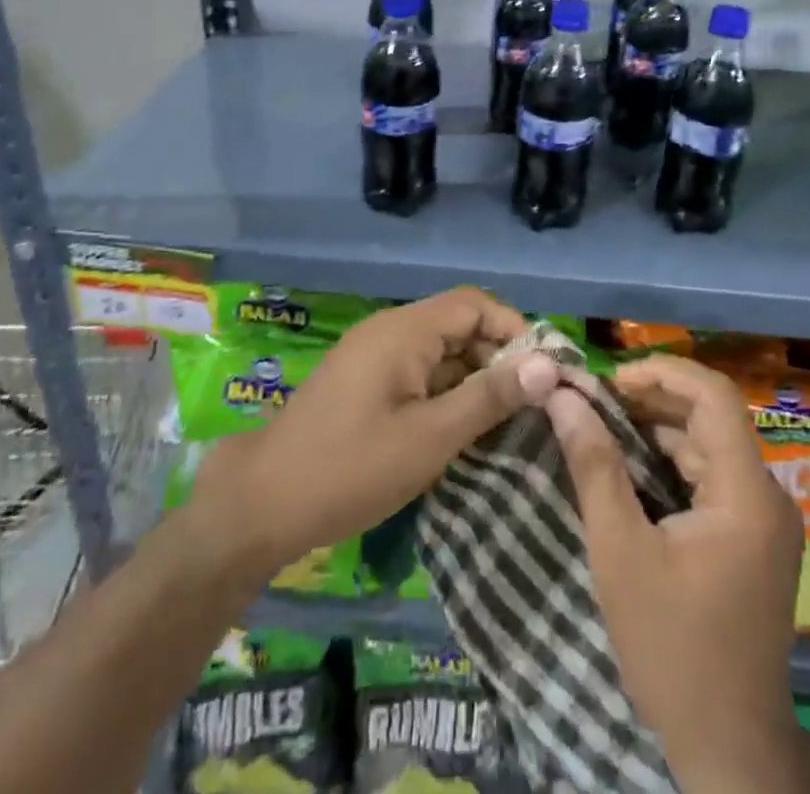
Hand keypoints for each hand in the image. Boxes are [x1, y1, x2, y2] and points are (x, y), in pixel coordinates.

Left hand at [190, 288, 559, 582]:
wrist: (261, 504)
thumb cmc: (350, 469)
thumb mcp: (430, 437)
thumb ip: (488, 397)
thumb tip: (547, 365)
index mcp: (404, 330)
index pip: (474, 304)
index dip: (513, 329)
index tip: (542, 373)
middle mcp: (390, 330)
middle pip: (458, 325)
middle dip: (497, 358)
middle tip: (530, 405)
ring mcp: (373, 355)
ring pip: (439, 351)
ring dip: (472, 378)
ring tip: (505, 422)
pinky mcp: (364, 381)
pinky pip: (418, 372)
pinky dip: (445, 392)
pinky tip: (462, 430)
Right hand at [546, 355, 809, 792]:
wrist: (727, 745)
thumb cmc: (671, 646)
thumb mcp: (620, 551)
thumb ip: (594, 465)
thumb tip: (564, 396)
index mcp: (747, 492)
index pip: (714, 395)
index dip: (662, 371)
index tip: (609, 378)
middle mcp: (766, 494)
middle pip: (711, 418)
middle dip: (651, 399)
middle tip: (593, 399)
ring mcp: (763, 518)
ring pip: (708, 445)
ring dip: (657, 430)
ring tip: (601, 424)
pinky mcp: (752, 539)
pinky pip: (711, 477)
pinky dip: (670, 462)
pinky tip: (628, 466)